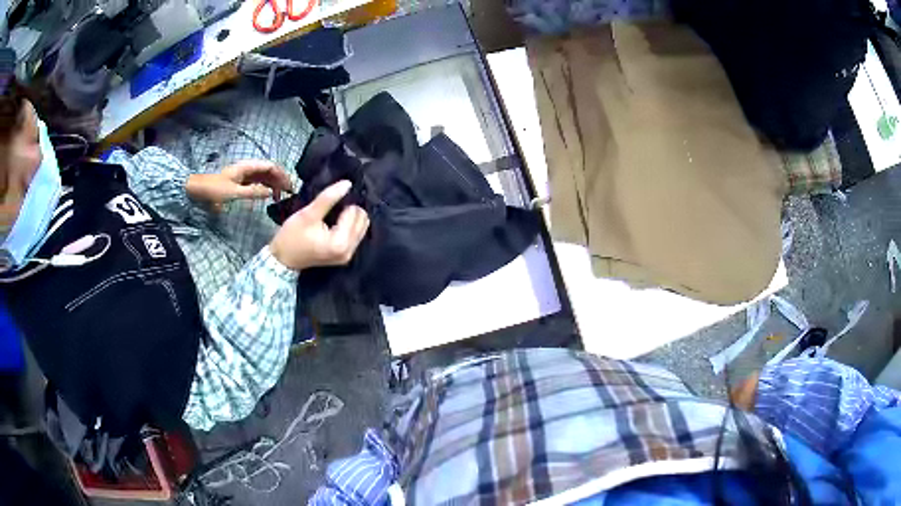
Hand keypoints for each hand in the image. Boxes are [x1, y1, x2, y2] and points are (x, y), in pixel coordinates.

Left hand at [186, 160, 292, 210]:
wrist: (197, 190)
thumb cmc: (214, 189)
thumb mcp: (234, 192)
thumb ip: (253, 192)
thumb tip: (270, 192)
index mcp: (247, 167)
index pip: (270, 166)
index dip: (281, 175)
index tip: (289, 187)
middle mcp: (247, 169)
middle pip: (268, 171)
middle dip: (279, 180)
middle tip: (288, 193)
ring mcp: (244, 175)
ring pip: (264, 177)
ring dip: (273, 184)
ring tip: (280, 196)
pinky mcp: (240, 182)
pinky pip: (257, 183)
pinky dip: (265, 188)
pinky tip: (267, 196)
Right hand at [269, 180, 369, 270]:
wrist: (283, 258)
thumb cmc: (292, 236)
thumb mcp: (308, 214)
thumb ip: (328, 198)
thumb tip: (347, 184)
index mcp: (340, 243)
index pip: (354, 212)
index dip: (343, 203)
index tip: (329, 203)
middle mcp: (349, 251)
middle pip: (362, 220)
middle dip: (350, 210)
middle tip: (333, 207)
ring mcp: (348, 255)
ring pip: (362, 227)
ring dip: (351, 217)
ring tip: (333, 214)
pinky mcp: (345, 256)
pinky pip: (356, 235)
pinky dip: (349, 226)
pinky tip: (335, 222)